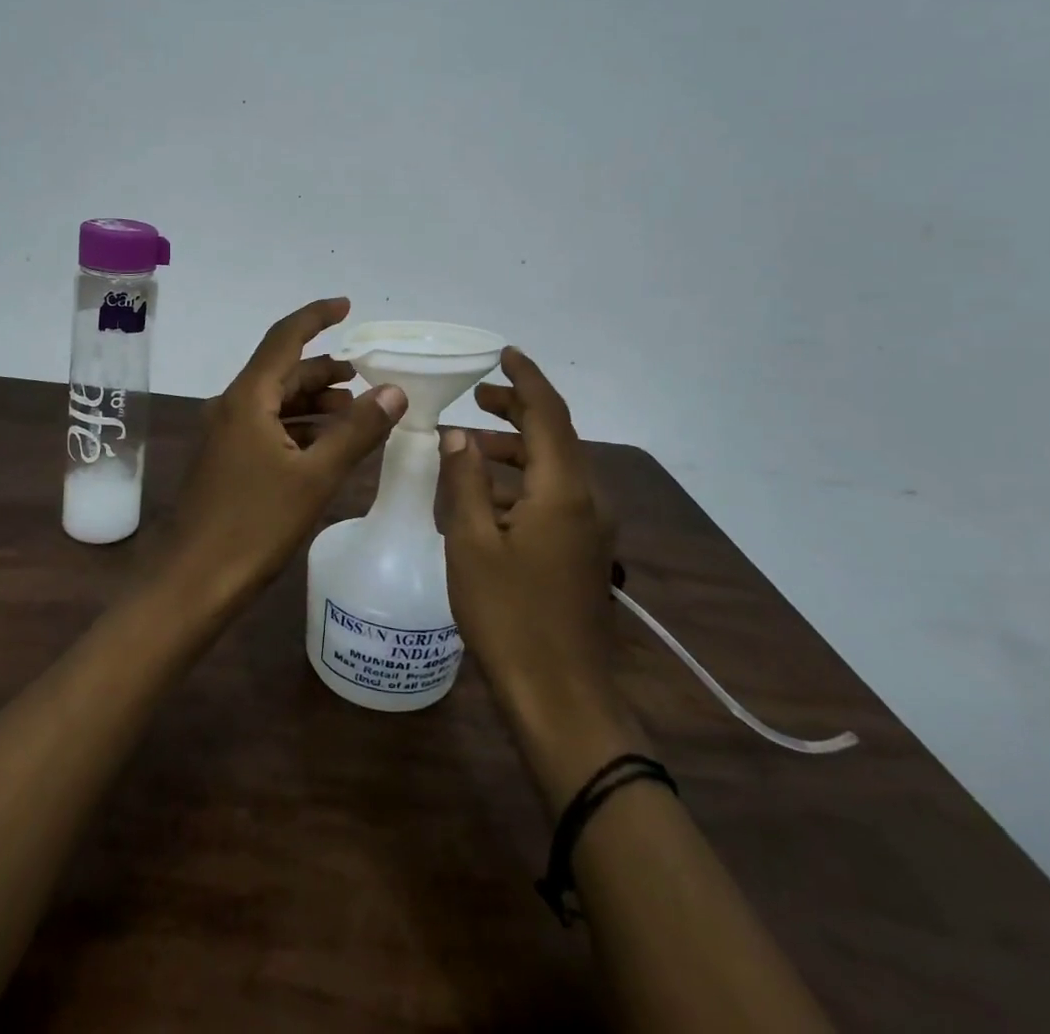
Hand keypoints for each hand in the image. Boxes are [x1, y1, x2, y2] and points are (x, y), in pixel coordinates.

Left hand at [171, 299, 405, 608]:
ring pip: (276, 401)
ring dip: (315, 399)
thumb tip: (394, 391)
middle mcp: (232, 406)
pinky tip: (327, 443)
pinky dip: (300, 425)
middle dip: (325, 368)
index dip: (317, 316)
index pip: (285, 338)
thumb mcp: (315, 477)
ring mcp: (225, 434)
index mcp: (248, 398)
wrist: (195, 582)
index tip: (348, 306)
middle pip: (283, 370)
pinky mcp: (227, 459)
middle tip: (369, 374)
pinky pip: (268, 426)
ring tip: (356, 408)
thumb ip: (356, 431)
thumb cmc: (255, 525)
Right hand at [435, 347, 644, 810]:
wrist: (561, 697)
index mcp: (563, 489)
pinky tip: (486, 498)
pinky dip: (522, 483)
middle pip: (555, 436)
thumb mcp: (472, 542)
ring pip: (554, 468)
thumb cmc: (509, 615)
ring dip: (516, 450)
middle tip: (478, 397)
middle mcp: (587, 499)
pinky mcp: (585, 552)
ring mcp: (591, 528)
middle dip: (518, 411)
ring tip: (471, 445)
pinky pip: (555, 497)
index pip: (548, 413)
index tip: (504, 353)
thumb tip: (459, 434)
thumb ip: (465, 479)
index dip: (526, 380)